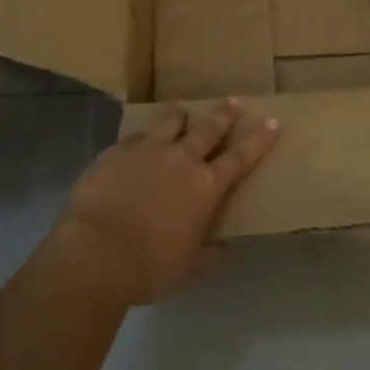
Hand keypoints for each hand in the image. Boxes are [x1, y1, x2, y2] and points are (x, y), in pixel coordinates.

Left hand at [51, 99, 278, 306]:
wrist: (97, 252)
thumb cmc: (150, 267)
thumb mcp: (189, 268)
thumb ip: (208, 254)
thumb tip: (224, 248)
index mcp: (206, 186)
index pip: (241, 157)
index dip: (259, 139)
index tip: (273, 121)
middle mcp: (182, 159)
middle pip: (209, 129)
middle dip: (224, 115)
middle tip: (233, 101)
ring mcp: (148, 150)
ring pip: (170, 122)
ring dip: (180, 115)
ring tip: (183, 109)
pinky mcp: (116, 151)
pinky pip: (135, 137)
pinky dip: (143, 136)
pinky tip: (139, 139)